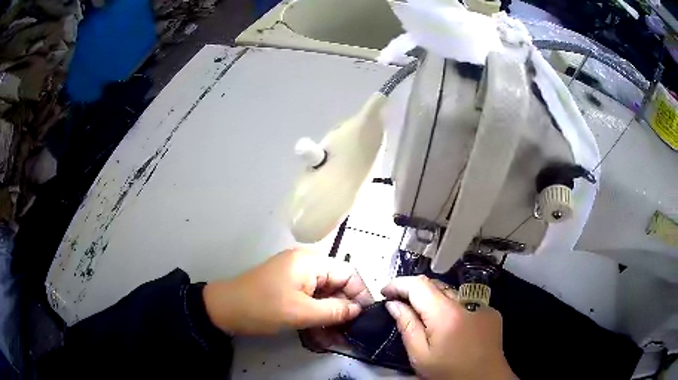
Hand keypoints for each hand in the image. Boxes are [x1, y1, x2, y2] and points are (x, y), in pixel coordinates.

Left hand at [203, 247, 372, 336]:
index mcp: (311, 262)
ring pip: (325, 297)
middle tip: (351, 334)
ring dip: (331, 317)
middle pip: (337, 286)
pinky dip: (317, 317)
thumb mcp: (301, 312)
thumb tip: (358, 310)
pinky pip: (311, 301)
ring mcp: (297, 278)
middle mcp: (307, 266)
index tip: (365, 318)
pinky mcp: (289, 289)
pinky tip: (322, 336)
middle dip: (344, 311)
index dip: (360, 295)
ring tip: (337, 340)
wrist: (224, 309)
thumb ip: (334, 311)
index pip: (348, 273)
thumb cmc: (262, 308)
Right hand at [382, 275, 515, 379]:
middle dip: (414, 291)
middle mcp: (467, 302)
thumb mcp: (420, 355)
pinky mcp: (491, 311)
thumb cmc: (449, 373)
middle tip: (398, 304)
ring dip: (433, 299)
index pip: (419, 285)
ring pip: (451, 293)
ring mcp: (483, 305)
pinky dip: (452, 307)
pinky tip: (449, 325)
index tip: (385, 291)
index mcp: (447, 314)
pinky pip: (466, 302)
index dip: (399, 284)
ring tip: (422, 315)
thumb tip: (393, 304)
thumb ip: (406, 326)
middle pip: (435, 285)